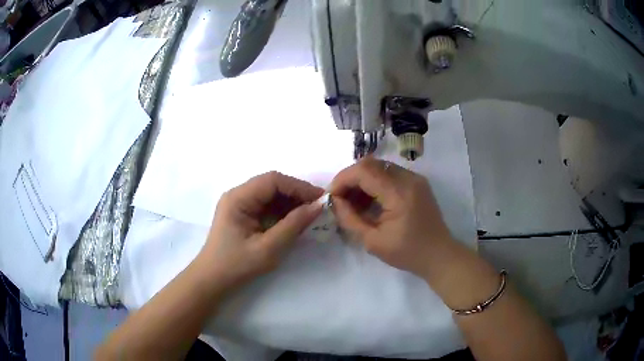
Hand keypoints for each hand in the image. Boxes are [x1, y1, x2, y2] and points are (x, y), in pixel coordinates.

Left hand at [195, 171, 323, 288]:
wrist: (213, 280)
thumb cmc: (237, 265)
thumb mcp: (268, 248)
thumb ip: (293, 225)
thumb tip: (318, 206)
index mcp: (238, 198)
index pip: (272, 180)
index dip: (298, 186)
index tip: (320, 199)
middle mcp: (238, 195)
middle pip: (272, 184)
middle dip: (296, 193)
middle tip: (318, 207)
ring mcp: (240, 204)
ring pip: (271, 194)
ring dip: (291, 202)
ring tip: (310, 214)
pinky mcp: (244, 214)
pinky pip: (267, 206)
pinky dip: (283, 211)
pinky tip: (295, 220)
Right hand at [330, 157, 452, 276]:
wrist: (439, 255)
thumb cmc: (407, 253)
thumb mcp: (373, 241)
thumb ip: (350, 219)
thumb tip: (335, 201)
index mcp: (399, 193)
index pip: (364, 171)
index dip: (343, 179)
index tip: (332, 196)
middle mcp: (408, 178)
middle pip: (371, 164)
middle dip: (350, 178)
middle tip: (341, 199)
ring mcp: (415, 178)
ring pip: (379, 167)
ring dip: (362, 180)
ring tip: (354, 202)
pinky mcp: (417, 182)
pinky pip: (390, 173)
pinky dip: (375, 182)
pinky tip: (370, 201)